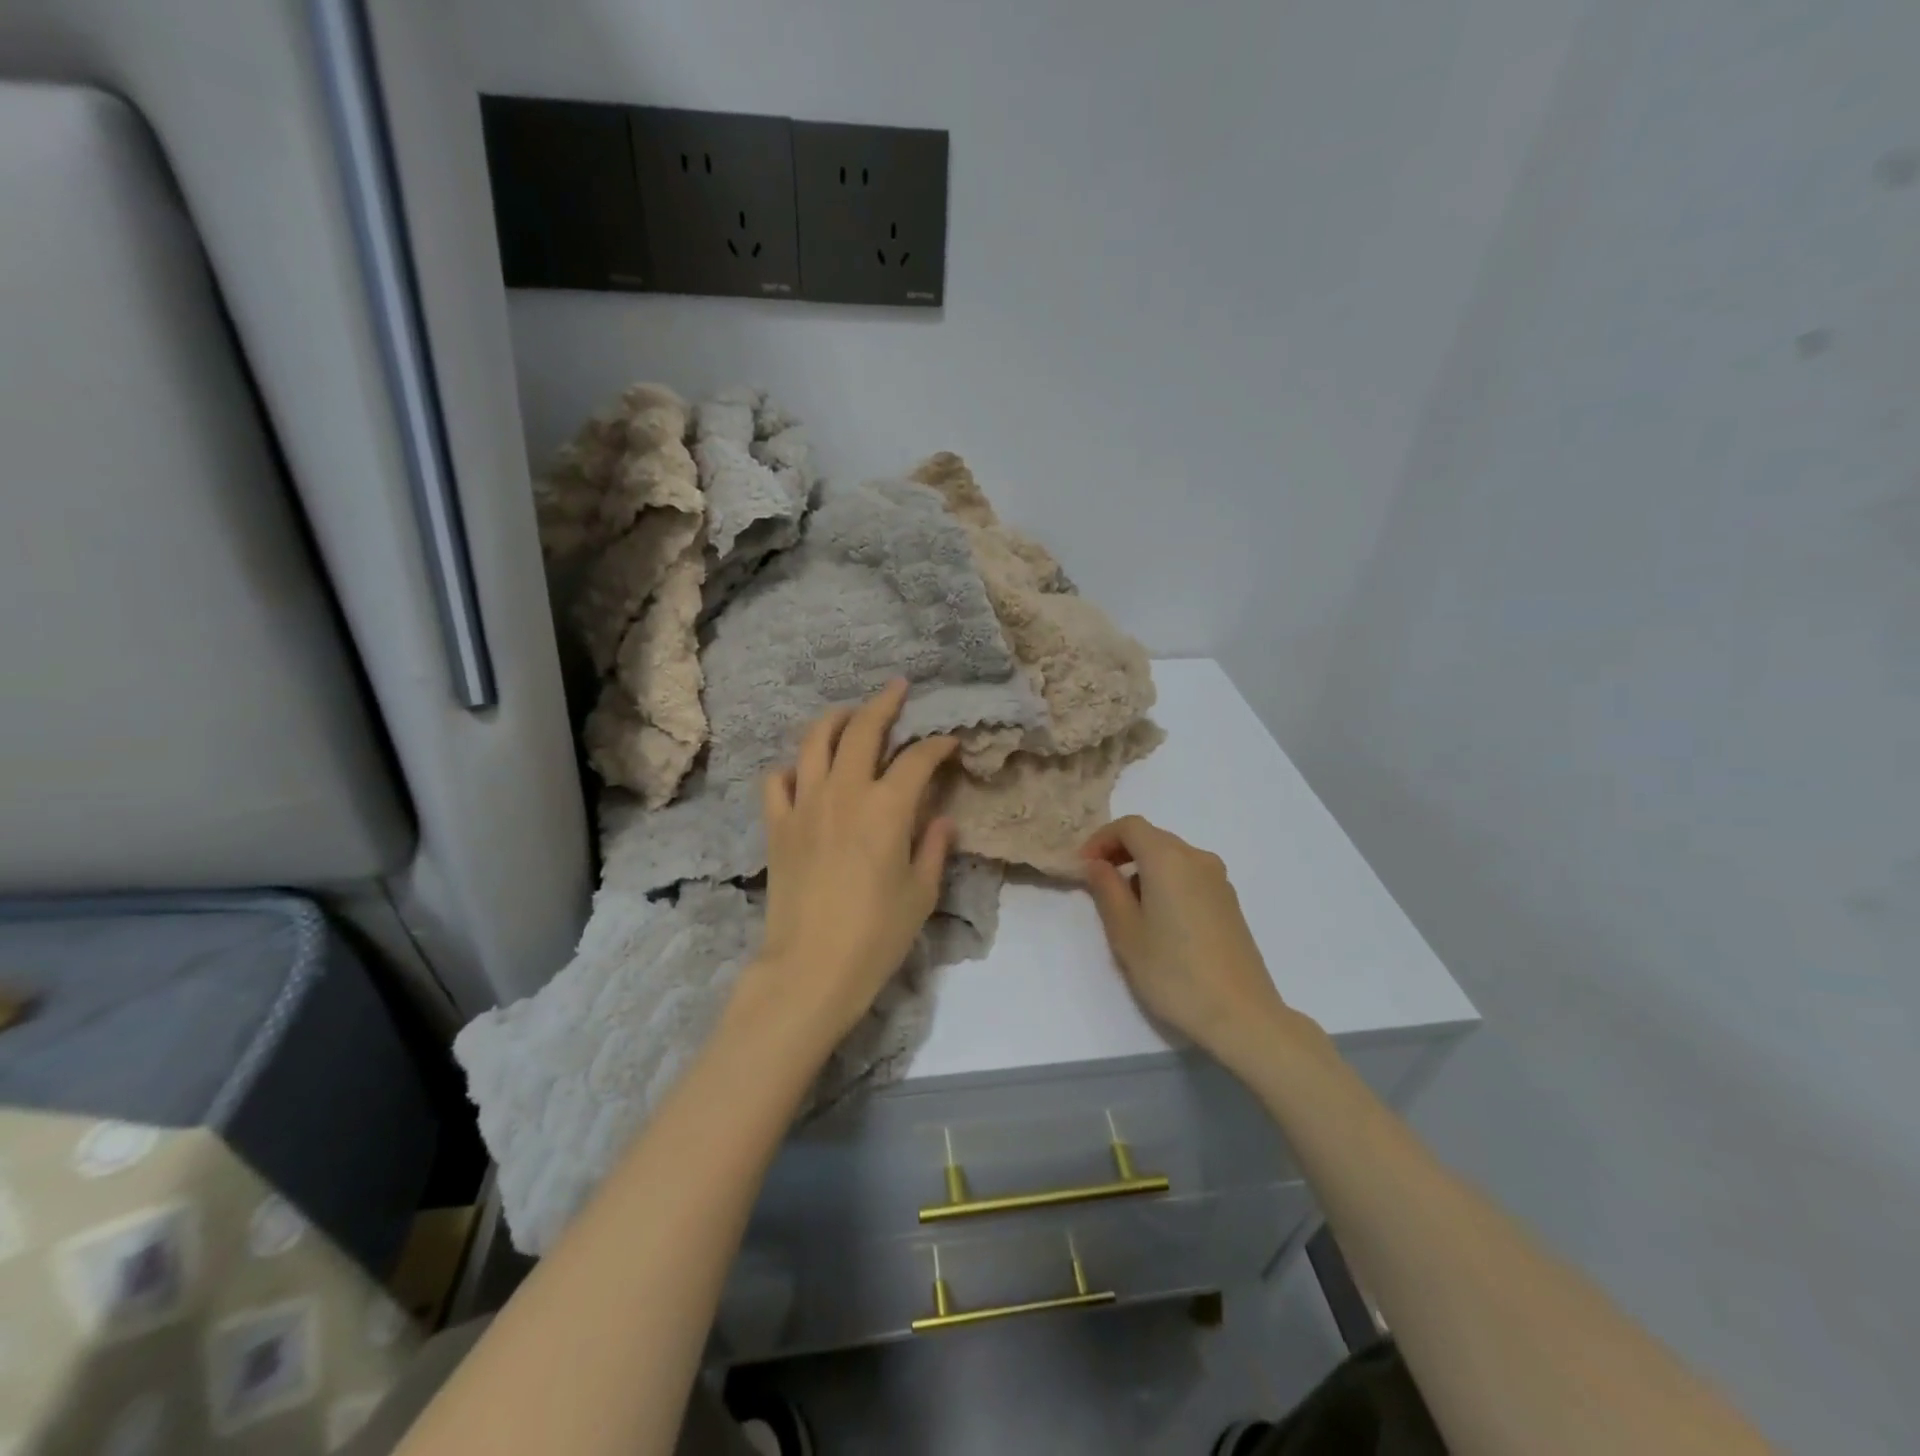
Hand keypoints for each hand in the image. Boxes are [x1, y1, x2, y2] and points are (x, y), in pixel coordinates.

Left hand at [737, 680, 956, 1049]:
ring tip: (849, 714)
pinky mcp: (776, 826)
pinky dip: (792, 768)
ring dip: (835, 719)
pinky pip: (777, 781)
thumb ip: (933, 848)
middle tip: (897, 688)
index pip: (916, 759)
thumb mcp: (921, 894)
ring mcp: (803, 805)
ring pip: (814, 742)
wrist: (810, 969)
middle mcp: (844, 793)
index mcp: (886, 808)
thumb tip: (941, 819)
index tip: (949, 743)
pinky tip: (804, 772)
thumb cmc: (876, 935)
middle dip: (884, 703)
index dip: (937, 745)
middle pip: (862, 730)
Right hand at [1080, 816, 1307, 1070]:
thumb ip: (1106, 890)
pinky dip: (1166, 882)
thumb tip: (1097, 865)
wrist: (1241, 1015)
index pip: (1129, 826)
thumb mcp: (1126, 933)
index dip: (1101, 839)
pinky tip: (1159, 921)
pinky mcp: (1229, 902)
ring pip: (1171, 857)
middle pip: (1152, 838)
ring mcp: (1219, 880)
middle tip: (1097, 885)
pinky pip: (1189, 876)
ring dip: (1143, 869)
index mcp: (1168, 859)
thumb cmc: (1173, 973)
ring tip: (1126, 909)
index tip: (1083, 867)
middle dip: (1120, 853)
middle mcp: (1197, 859)